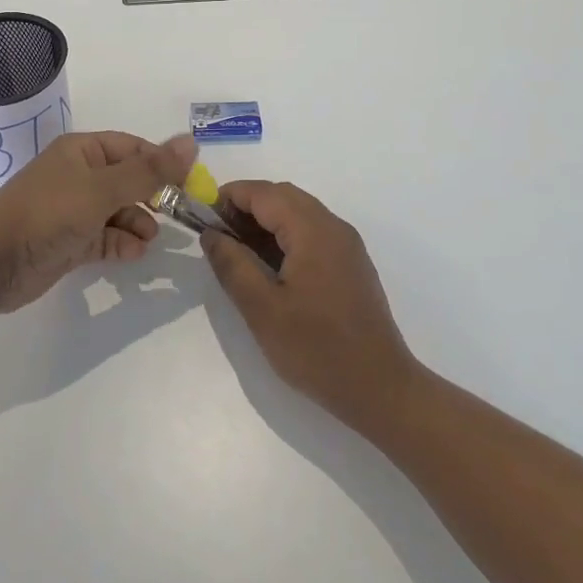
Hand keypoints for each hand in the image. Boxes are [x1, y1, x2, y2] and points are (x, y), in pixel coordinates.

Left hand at [0, 131, 196, 312]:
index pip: (132, 149)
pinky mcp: (68, 242)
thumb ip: (149, 170)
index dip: (161, 163)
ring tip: (150, 239)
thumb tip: (191, 142)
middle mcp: (78, 176)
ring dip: (137, 223)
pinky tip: (133, 254)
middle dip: (152, 196)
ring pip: (117, 211)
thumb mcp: (103, 188)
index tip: (190, 184)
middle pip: (127, 180)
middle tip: (177, 214)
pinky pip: (104, 237)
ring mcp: (72, 211)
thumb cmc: (48, 213)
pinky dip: (120, 244)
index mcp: (82, 151)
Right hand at [203, 180, 421, 433]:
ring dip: (266, 221)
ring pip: (299, 213)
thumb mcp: (262, 310)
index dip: (230, 197)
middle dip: (247, 207)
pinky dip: (286, 235)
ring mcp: (346, 245)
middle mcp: (333, 226)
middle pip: (283, 197)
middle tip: (218, 236)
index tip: (202, 218)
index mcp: (313, 230)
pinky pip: (313, 232)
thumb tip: (210, 234)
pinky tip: (270, 266)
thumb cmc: (317, 349)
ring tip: (238, 251)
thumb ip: (233, 265)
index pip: (264, 193)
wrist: (380, 389)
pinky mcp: (351, 264)